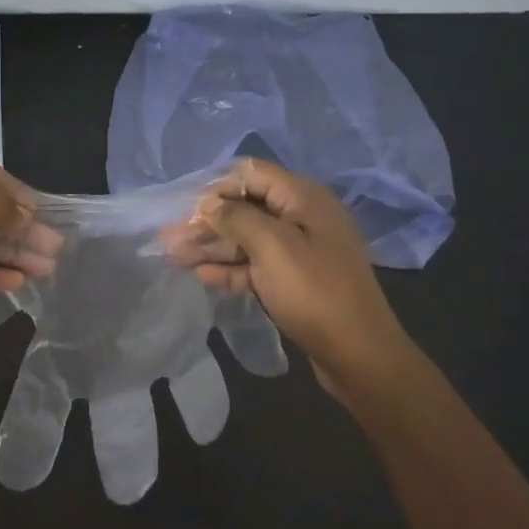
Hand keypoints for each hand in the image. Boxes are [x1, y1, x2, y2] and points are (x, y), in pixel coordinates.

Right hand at [164, 158, 410, 400]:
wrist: (358, 353)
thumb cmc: (314, 292)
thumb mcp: (272, 247)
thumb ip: (236, 218)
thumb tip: (208, 203)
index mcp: (303, 198)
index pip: (252, 175)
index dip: (217, 188)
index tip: (186, 209)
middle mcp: (303, 217)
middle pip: (246, 208)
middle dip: (207, 221)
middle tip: (169, 237)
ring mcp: (300, 251)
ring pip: (247, 239)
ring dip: (212, 246)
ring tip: (174, 257)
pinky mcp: (295, 280)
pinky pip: (256, 266)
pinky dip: (230, 268)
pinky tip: (201, 275)